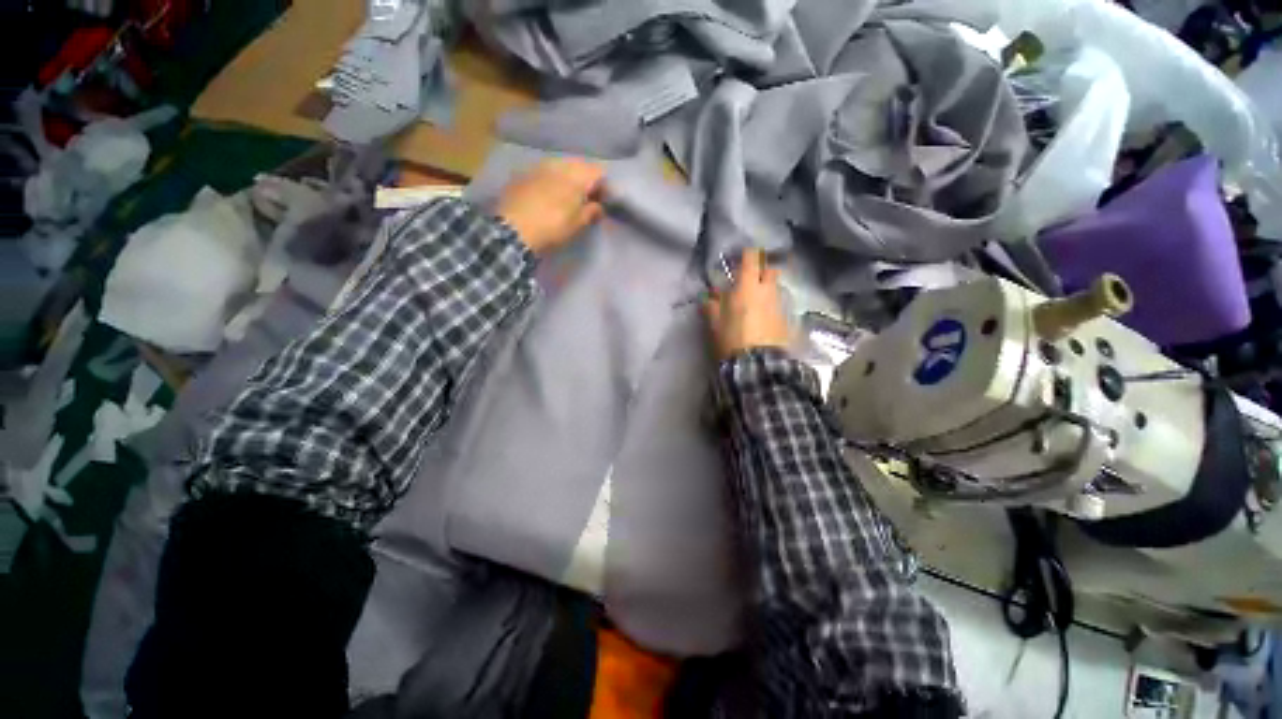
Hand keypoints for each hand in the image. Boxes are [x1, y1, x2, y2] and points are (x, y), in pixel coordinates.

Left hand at [495, 159, 605, 254]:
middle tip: (586, 199)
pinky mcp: (523, 173)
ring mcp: (539, 166)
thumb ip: (592, 212)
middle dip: (585, 180)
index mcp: (577, 175)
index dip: (604, 187)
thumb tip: (598, 206)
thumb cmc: (552, 227)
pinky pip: (544, 172)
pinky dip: (550, 180)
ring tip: (567, 197)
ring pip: (561, 166)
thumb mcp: (577, 224)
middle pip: (580, 165)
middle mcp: (559, 164)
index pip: (599, 172)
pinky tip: (547, 195)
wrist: (513, 228)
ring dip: (567, 178)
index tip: (603, 202)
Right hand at [704, 249, 790, 359]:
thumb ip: (711, 306)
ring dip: (767, 290)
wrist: (758, 364)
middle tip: (750, 281)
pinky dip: (772, 306)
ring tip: (756, 302)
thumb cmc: (732, 339)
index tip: (741, 259)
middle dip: (762, 272)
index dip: (747, 255)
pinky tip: (764, 318)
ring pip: (776, 288)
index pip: (751, 258)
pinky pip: (779, 304)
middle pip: (770, 270)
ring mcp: (780, 304)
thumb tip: (709, 296)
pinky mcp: (787, 319)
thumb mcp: (715, 323)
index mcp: (747, 287)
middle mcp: (767, 291)